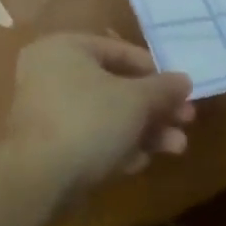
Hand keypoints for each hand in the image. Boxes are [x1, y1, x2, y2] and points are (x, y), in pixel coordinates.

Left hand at [7, 34, 194, 199]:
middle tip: (185, 121)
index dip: (154, 71)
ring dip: (143, 130)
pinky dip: (117, 145)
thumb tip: (184, 80)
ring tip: (177, 147)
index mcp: (64, 47)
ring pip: (105, 114)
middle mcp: (51, 71)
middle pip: (114, 85)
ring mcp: (47, 108)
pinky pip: (90, 136)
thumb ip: (162, 88)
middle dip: (153, 107)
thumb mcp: (134, 100)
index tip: (182, 90)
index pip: (117, 50)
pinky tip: (142, 163)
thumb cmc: (89, 121)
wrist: (39, 178)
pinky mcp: (49, 143)